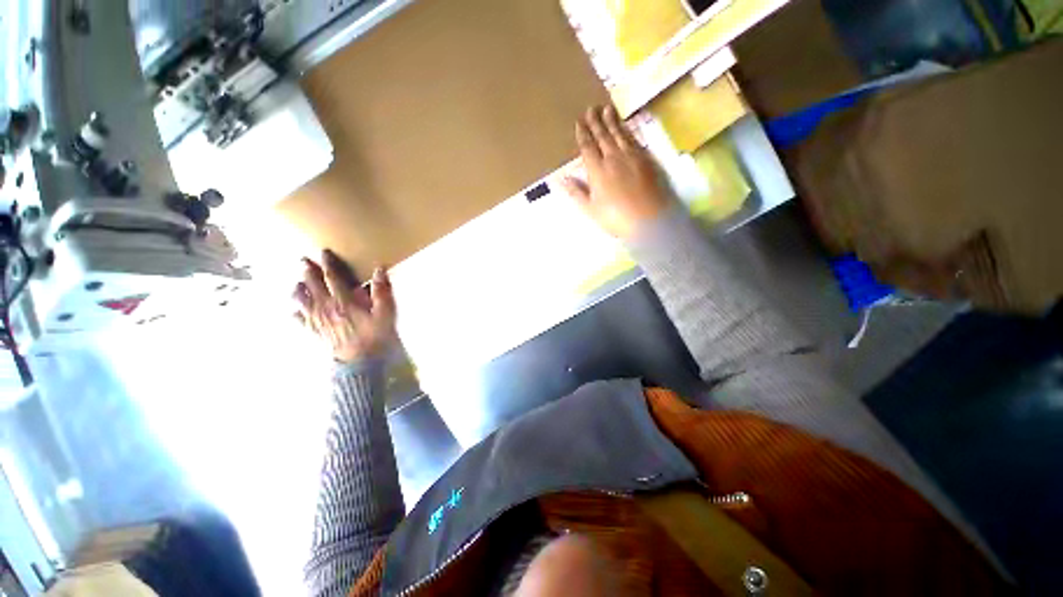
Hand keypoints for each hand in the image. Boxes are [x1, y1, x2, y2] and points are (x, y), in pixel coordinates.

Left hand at [294, 250, 397, 363]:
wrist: (358, 362)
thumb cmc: (374, 336)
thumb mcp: (385, 313)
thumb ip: (382, 291)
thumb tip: (379, 269)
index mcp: (343, 300)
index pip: (332, 277)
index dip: (328, 264)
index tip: (323, 252)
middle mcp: (325, 307)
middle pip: (312, 285)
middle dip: (307, 271)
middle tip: (303, 260)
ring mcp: (316, 320)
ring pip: (301, 300)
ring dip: (298, 289)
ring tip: (297, 283)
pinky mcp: (313, 332)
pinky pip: (299, 319)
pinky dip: (296, 312)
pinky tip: (296, 310)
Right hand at [560, 105, 671, 239]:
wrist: (649, 219)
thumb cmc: (616, 218)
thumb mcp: (591, 210)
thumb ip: (577, 192)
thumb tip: (562, 178)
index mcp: (597, 171)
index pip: (588, 147)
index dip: (583, 134)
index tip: (579, 122)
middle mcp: (613, 158)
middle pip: (603, 136)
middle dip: (596, 122)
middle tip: (591, 109)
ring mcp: (632, 157)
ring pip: (619, 134)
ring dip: (612, 122)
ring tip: (607, 109)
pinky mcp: (646, 159)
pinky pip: (635, 140)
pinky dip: (628, 131)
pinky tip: (626, 128)